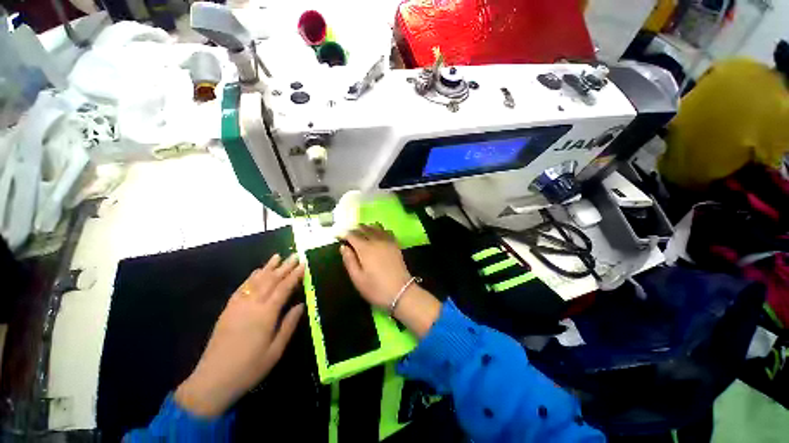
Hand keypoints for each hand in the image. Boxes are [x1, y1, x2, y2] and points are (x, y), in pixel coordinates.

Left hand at [175, 254, 305, 416]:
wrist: (212, 381)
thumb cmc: (249, 368)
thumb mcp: (276, 350)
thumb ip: (289, 325)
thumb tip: (301, 305)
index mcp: (266, 315)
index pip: (284, 288)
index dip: (295, 275)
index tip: (304, 264)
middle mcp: (252, 305)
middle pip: (271, 280)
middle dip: (284, 266)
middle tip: (295, 255)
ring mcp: (237, 306)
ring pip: (256, 281)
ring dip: (268, 267)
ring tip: (278, 256)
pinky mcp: (228, 310)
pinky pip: (241, 288)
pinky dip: (251, 277)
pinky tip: (257, 271)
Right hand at [339, 224, 411, 309]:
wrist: (401, 292)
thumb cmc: (376, 288)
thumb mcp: (357, 279)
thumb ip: (349, 261)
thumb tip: (343, 247)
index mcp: (365, 249)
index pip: (352, 235)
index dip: (344, 234)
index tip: (338, 235)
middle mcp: (376, 241)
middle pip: (364, 228)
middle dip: (355, 229)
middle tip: (349, 234)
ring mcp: (388, 242)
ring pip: (376, 227)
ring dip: (367, 227)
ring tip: (362, 232)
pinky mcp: (396, 245)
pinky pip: (387, 231)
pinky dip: (380, 230)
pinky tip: (378, 234)